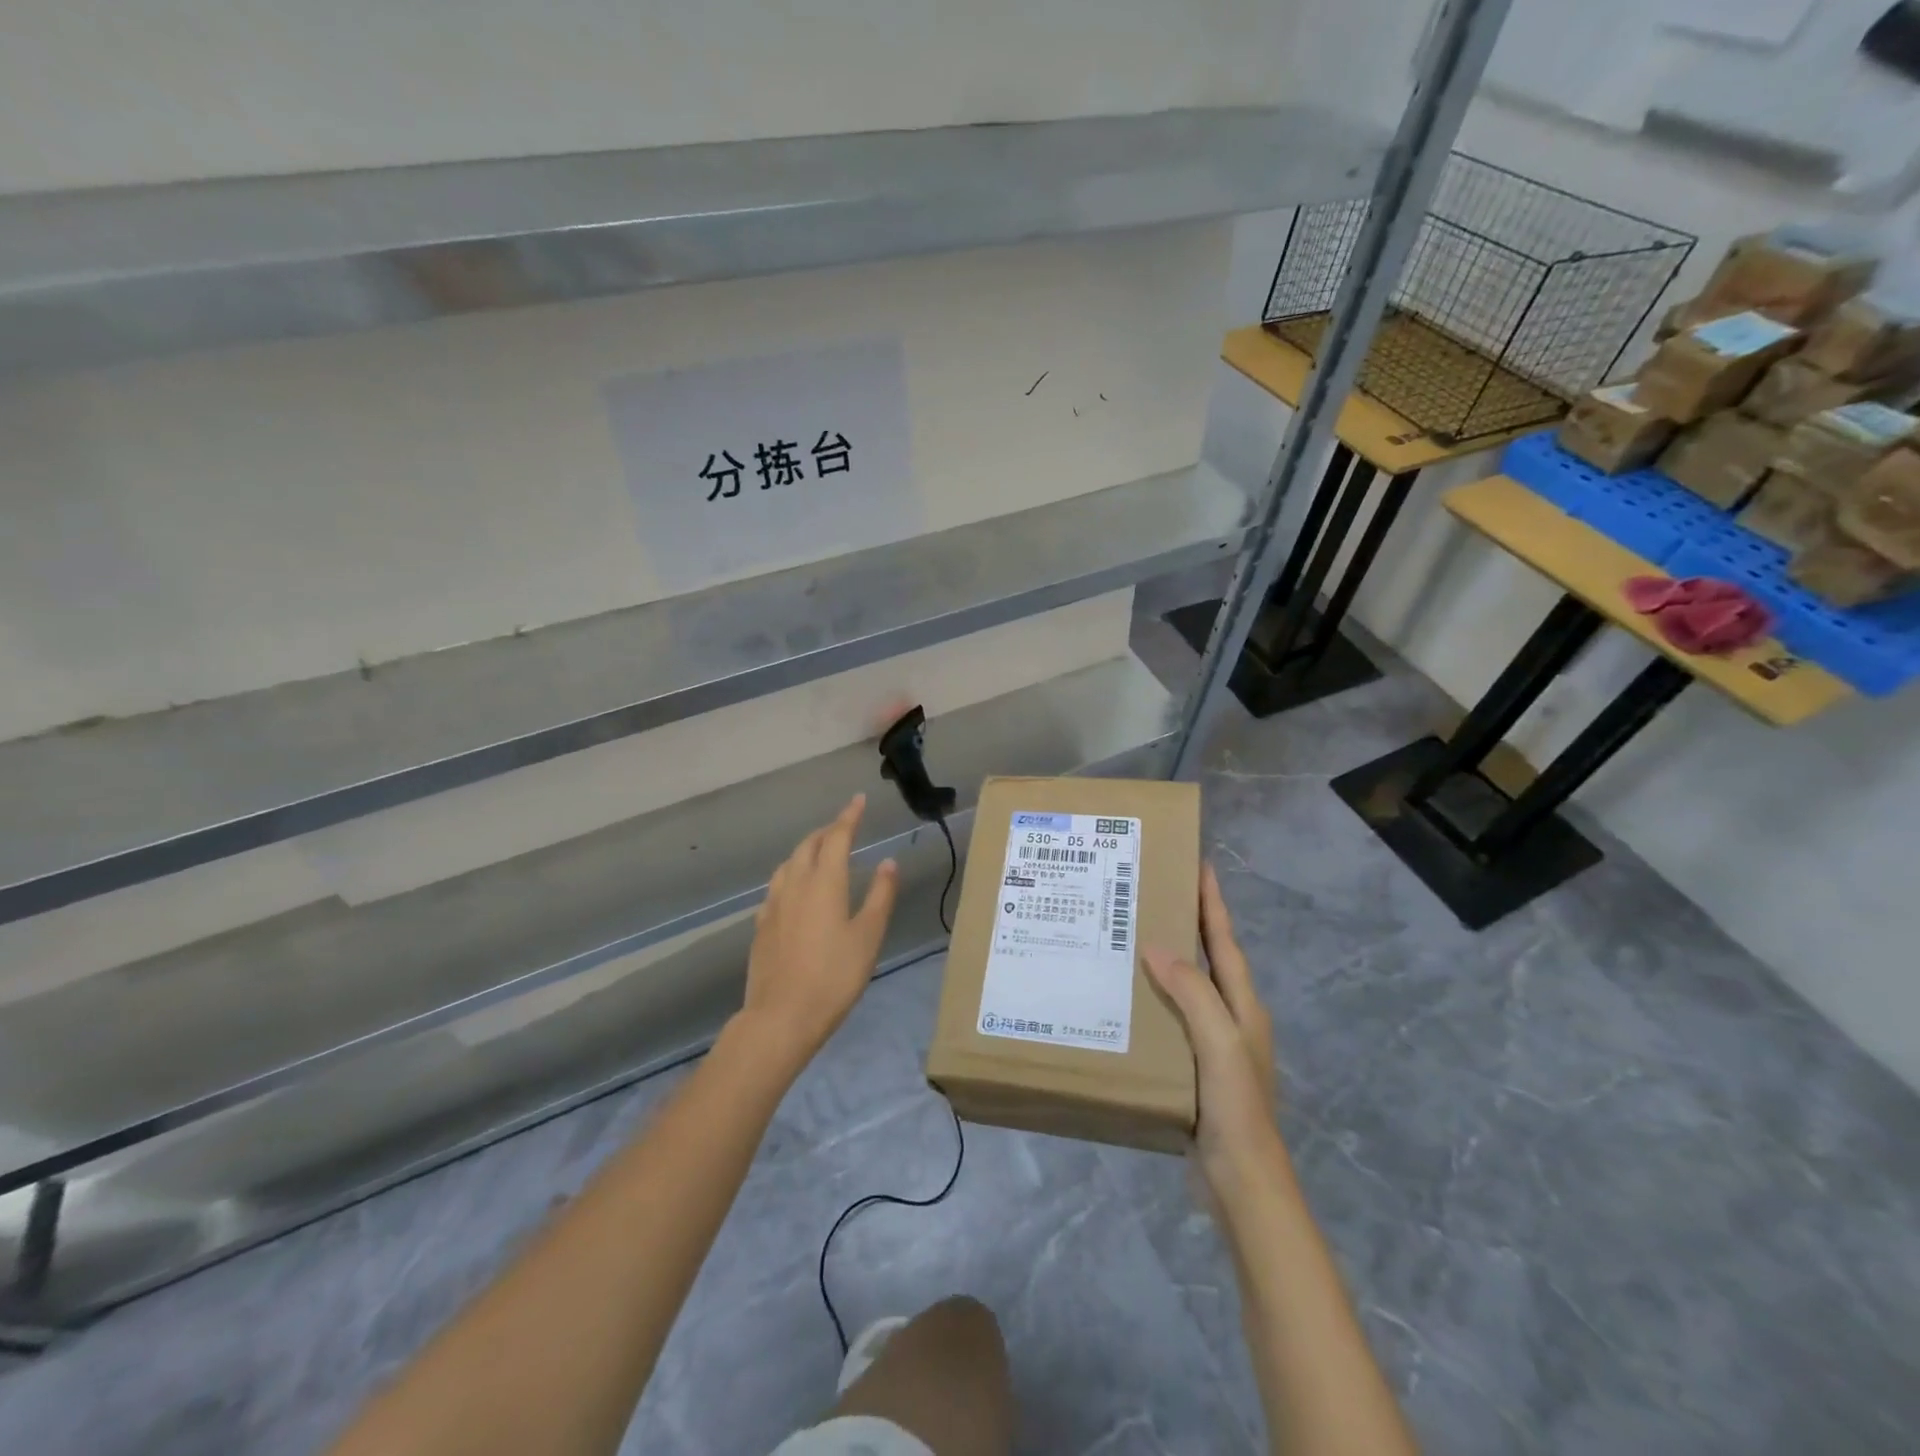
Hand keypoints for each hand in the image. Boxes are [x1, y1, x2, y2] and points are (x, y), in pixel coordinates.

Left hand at [737, 794, 898, 1071]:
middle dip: (827, 831)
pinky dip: (792, 874)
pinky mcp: (761, 925)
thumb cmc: (834, 976)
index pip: (837, 836)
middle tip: (844, 827)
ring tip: (821, 852)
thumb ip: (880, 895)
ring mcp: (773, 904)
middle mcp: (795, 884)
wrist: (781, 1016)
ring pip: (789, 863)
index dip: (849, 816)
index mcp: (825, 882)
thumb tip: (888, 862)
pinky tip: (796, 889)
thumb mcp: (868, 936)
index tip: (858, 800)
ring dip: (807, 849)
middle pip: (809, 845)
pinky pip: (777, 885)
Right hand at [1143, 863, 1281, 1195]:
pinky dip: (1153, 997)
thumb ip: (1192, 992)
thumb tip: (1155, 945)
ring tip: (1130, 934)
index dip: (1213, 902)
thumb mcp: (1219, 1042)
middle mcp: (1231, 1016)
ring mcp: (1213, 1042)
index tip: (1199, 863)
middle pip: (1208, 957)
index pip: (1225, 940)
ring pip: (1187, 986)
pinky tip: (1125, 996)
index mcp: (1243, 1004)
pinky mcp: (1194, 1065)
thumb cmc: (1236, 1105)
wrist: (1243, 1180)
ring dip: (1166, 958)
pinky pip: (1172, 1016)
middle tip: (1152, 892)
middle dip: (1188, 922)